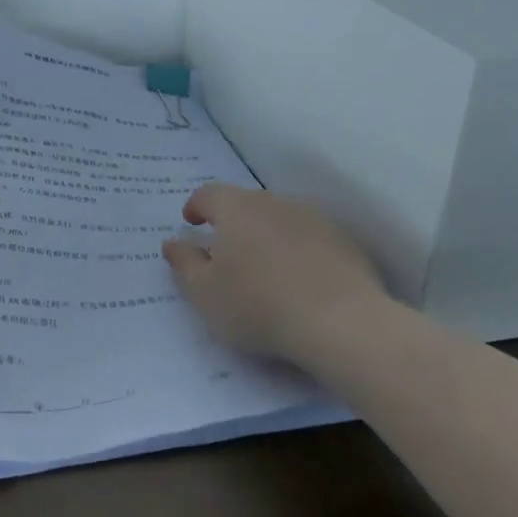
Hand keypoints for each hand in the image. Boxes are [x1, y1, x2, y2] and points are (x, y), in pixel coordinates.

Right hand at [161, 182, 394, 361]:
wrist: (342, 322)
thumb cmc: (258, 305)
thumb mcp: (204, 293)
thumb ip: (184, 264)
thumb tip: (173, 242)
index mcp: (236, 208)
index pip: (209, 194)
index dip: (196, 206)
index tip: (191, 223)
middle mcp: (274, 203)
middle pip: (246, 204)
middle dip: (233, 222)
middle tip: (226, 251)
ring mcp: (314, 219)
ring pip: (280, 219)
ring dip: (267, 236)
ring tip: (264, 268)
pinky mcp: (344, 242)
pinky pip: (311, 240)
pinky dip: (299, 252)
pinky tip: (300, 281)